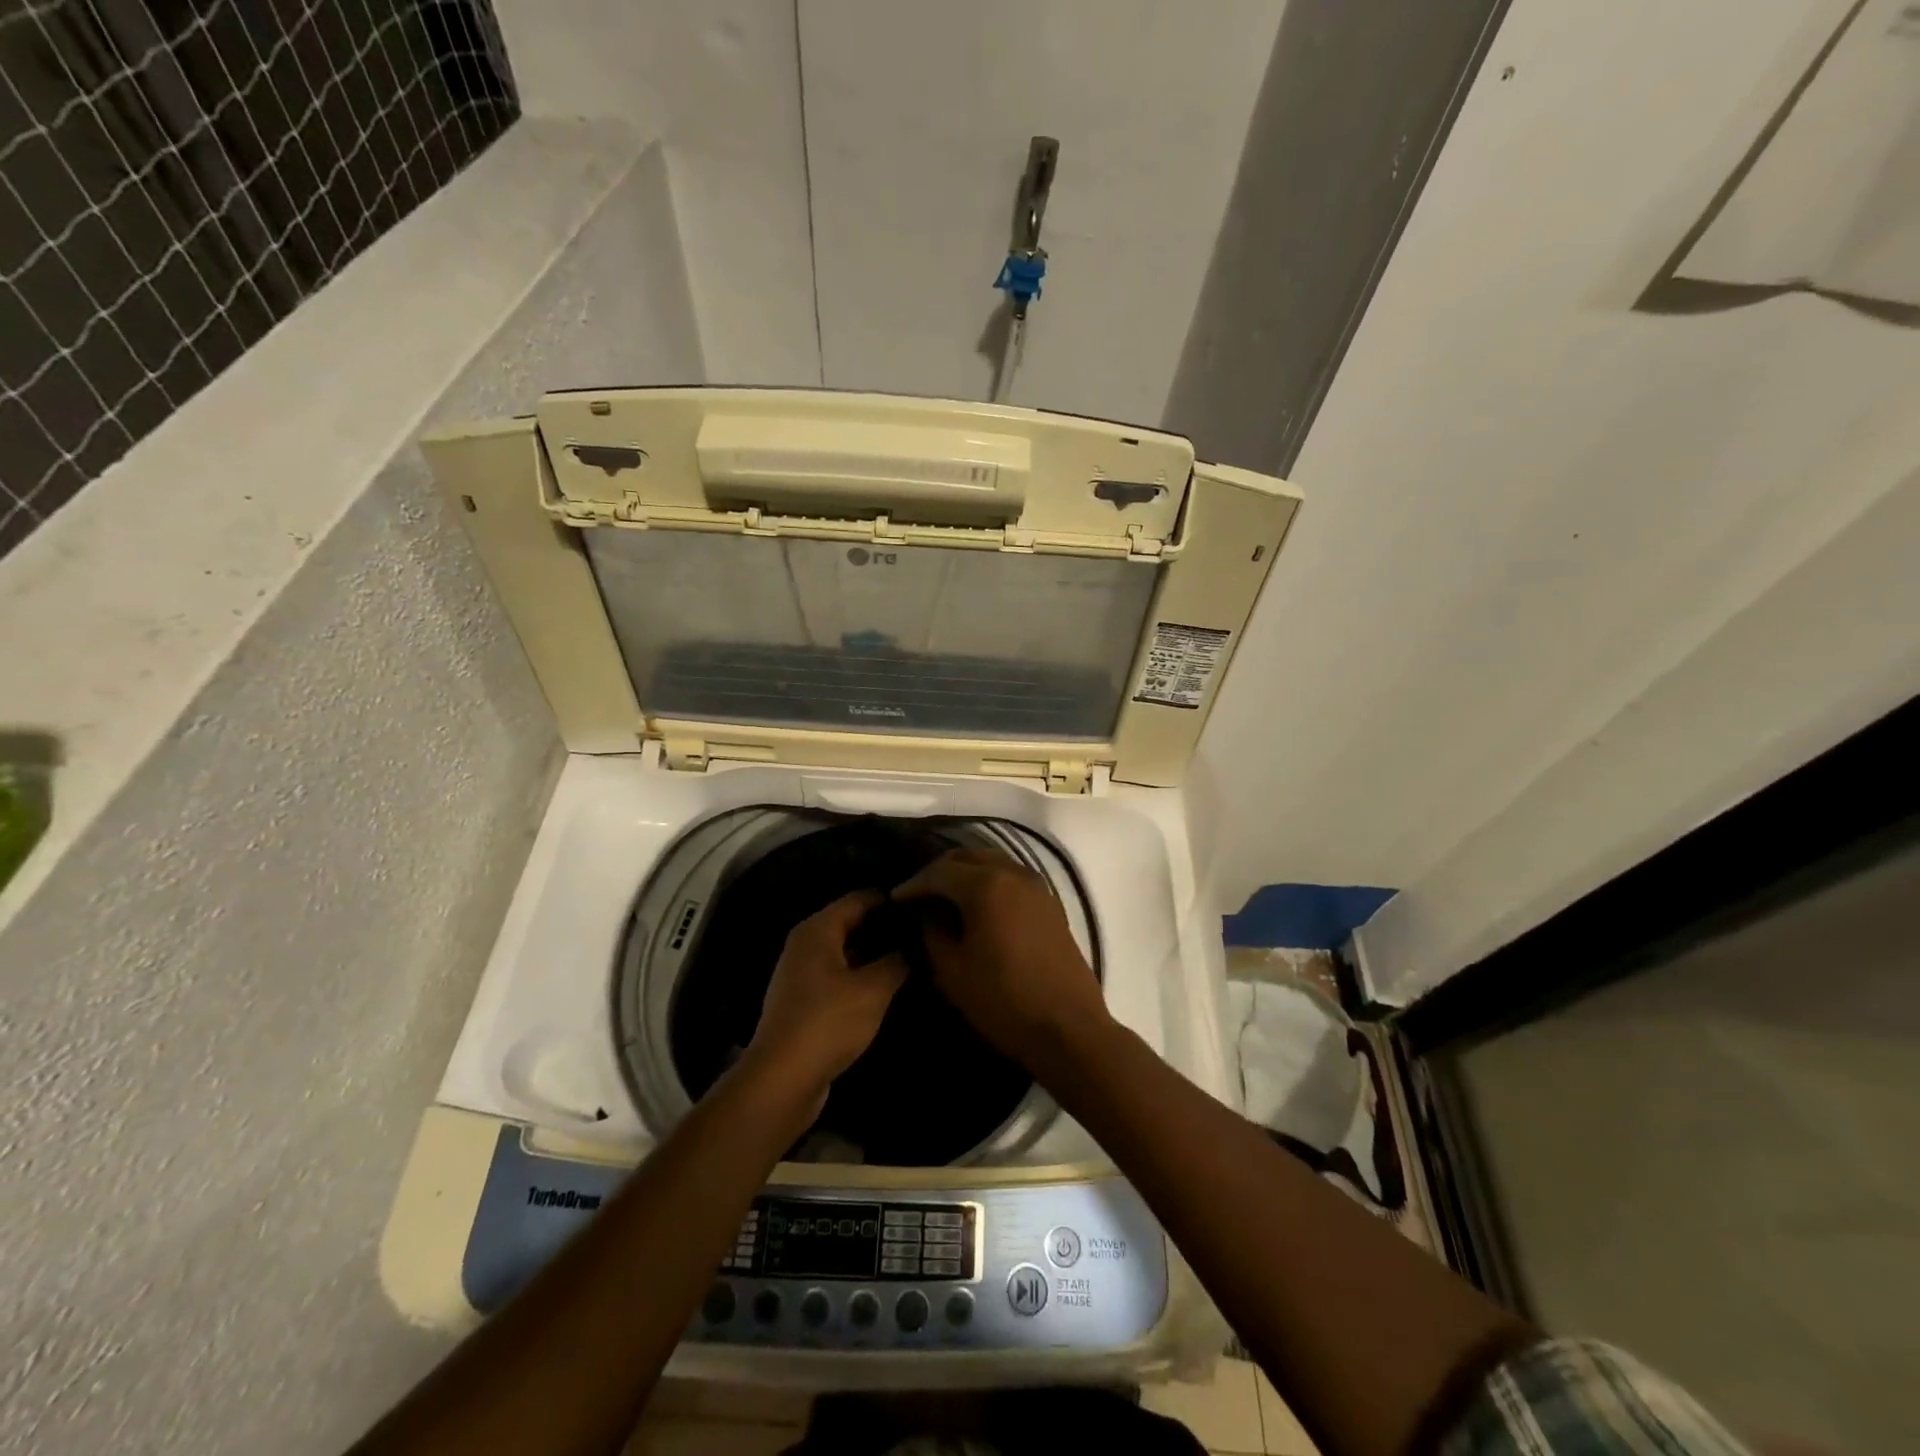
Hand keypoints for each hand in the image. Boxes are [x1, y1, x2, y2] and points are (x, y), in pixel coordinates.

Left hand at [745, 891, 907, 1119]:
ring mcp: (800, 974)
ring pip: (843, 951)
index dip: (889, 899)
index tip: (920, 904)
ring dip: (872, 953)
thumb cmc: (828, 1021)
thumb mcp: (873, 989)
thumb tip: (913, 945)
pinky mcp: (802, 1002)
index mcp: (817, 929)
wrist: (782, 1079)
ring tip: (910, 956)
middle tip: (921, 931)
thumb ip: (897, 961)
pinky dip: (859, 975)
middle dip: (882, 926)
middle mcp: (805, 944)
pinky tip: (885, 986)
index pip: (859, 899)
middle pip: (849, 923)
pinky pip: (837, 975)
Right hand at [892, 848, 1109, 1069]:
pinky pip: (1012, 877)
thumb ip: (933, 931)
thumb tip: (928, 911)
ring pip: (993, 862)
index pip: (939, 872)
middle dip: (939, 870)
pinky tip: (978, 904)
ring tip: (945, 896)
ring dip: (966, 872)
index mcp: (986, 886)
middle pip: (968, 856)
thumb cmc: (1003, 1001)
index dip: (913, 884)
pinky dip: (990, 881)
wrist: (1068, 1028)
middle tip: (918, 892)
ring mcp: (1037, 886)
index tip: (894, 899)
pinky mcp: (1050, 903)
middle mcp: (1013, 874)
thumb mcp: (952, 971)